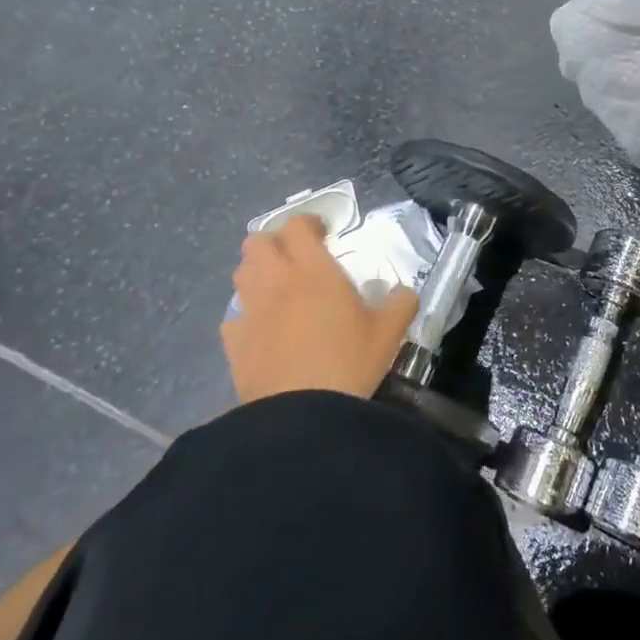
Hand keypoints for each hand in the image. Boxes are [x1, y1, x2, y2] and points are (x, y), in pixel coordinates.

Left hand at [223, 216, 419, 403]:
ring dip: (258, 273)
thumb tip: (405, 293)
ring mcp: (251, 312)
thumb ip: (401, 303)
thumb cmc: (349, 363)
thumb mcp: (389, 332)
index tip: (325, 234)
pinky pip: (234, 317)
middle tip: (298, 258)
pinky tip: (263, 330)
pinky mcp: (234, 344)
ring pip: (241, 274)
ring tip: (280, 289)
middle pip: (257, 242)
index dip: (309, 223)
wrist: (302, 416)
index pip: (297, 225)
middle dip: (275, 243)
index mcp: (314, 270)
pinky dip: (246, 316)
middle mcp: (276, 282)